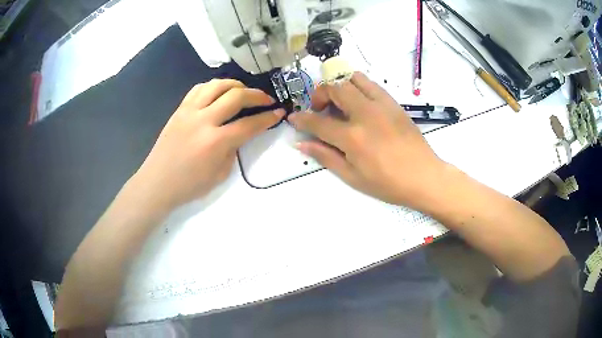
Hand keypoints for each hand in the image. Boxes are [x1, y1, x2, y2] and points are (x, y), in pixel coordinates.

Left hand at [132, 79, 283, 210]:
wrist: (157, 182)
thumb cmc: (189, 185)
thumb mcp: (220, 174)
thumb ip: (233, 150)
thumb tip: (239, 133)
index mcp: (215, 142)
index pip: (249, 124)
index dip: (267, 117)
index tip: (279, 112)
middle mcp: (203, 120)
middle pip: (236, 96)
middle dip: (257, 95)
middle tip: (267, 99)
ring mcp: (189, 111)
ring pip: (217, 85)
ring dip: (235, 85)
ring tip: (243, 91)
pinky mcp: (179, 109)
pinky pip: (199, 88)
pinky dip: (214, 86)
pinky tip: (219, 93)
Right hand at [288, 72, 445, 209]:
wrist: (424, 176)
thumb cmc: (388, 183)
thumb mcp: (353, 176)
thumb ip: (325, 156)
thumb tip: (301, 144)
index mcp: (353, 137)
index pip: (318, 122)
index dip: (301, 119)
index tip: (294, 117)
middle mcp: (365, 114)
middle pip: (334, 88)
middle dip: (320, 94)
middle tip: (320, 109)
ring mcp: (382, 105)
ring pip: (353, 78)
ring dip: (340, 86)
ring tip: (339, 102)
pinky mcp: (393, 103)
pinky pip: (371, 84)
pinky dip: (358, 87)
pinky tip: (359, 104)